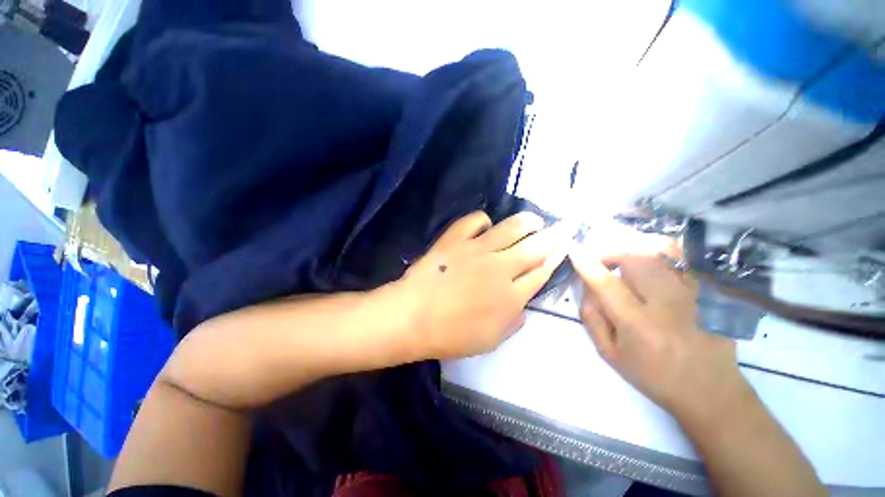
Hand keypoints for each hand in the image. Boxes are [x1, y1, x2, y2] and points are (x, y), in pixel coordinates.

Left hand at [394, 211, 568, 359]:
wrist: (413, 317)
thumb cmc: (451, 335)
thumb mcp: (490, 340)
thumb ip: (513, 321)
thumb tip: (522, 304)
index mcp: (511, 296)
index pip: (541, 272)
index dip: (556, 258)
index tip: (565, 248)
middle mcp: (500, 268)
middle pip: (536, 247)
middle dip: (555, 235)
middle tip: (564, 226)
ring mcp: (477, 250)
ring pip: (512, 227)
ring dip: (528, 221)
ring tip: (534, 221)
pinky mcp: (455, 239)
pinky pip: (476, 220)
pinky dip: (483, 220)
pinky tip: (484, 227)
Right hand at [570, 233, 747, 419]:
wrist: (710, 390)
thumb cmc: (653, 375)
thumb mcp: (610, 354)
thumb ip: (591, 317)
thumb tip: (586, 285)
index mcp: (639, 326)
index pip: (607, 285)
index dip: (587, 264)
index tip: (574, 251)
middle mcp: (667, 305)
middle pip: (634, 259)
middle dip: (609, 252)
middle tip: (599, 260)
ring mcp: (693, 294)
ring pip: (659, 250)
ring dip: (631, 247)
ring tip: (621, 257)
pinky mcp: (707, 290)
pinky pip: (681, 257)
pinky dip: (658, 249)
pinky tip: (647, 258)